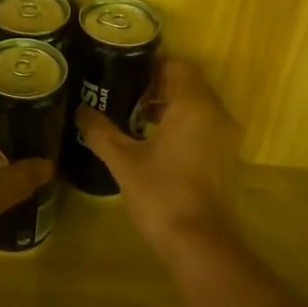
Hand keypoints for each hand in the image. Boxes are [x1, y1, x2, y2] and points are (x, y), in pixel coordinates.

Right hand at [78, 56, 240, 251]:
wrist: (200, 243)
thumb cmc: (162, 194)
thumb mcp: (124, 162)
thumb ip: (101, 132)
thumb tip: (81, 112)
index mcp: (194, 105)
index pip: (179, 65)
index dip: (153, 63)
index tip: (126, 69)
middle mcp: (217, 114)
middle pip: (190, 84)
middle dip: (159, 85)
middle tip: (125, 91)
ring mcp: (226, 138)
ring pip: (199, 107)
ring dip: (171, 106)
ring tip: (135, 116)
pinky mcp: (226, 159)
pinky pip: (205, 127)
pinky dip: (184, 126)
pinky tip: (155, 143)